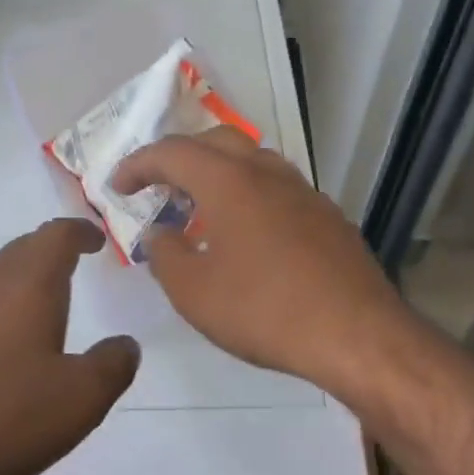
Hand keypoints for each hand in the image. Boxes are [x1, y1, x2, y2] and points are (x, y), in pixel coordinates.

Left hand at [0, 218, 139, 474]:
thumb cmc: (0, 418)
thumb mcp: (80, 400)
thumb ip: (112, 365)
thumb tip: (125, 344)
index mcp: (27, 287)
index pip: (55, 236)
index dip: (79, 232)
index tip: (95, 241)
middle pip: (20, 251)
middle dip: (48, 253)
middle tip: (70, 268)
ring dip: (17, 285)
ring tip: (36, 313)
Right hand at [111, 127, 412, 394]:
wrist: (356, 333)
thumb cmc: (264, 310)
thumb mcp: (194, 291)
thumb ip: (165, 255)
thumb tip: (159, 234)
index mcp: (229, 181)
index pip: (172, 153)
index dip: (138, 165)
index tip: (117, 186)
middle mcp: (267, 172)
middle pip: (215, 142)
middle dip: (179, 157)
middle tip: (158, 187)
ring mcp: (303, 191)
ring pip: (251, 161)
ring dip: (217, 173)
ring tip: (200, 208)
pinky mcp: (327, 215)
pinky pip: (277, 187)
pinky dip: (249, 194)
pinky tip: (247, 233)